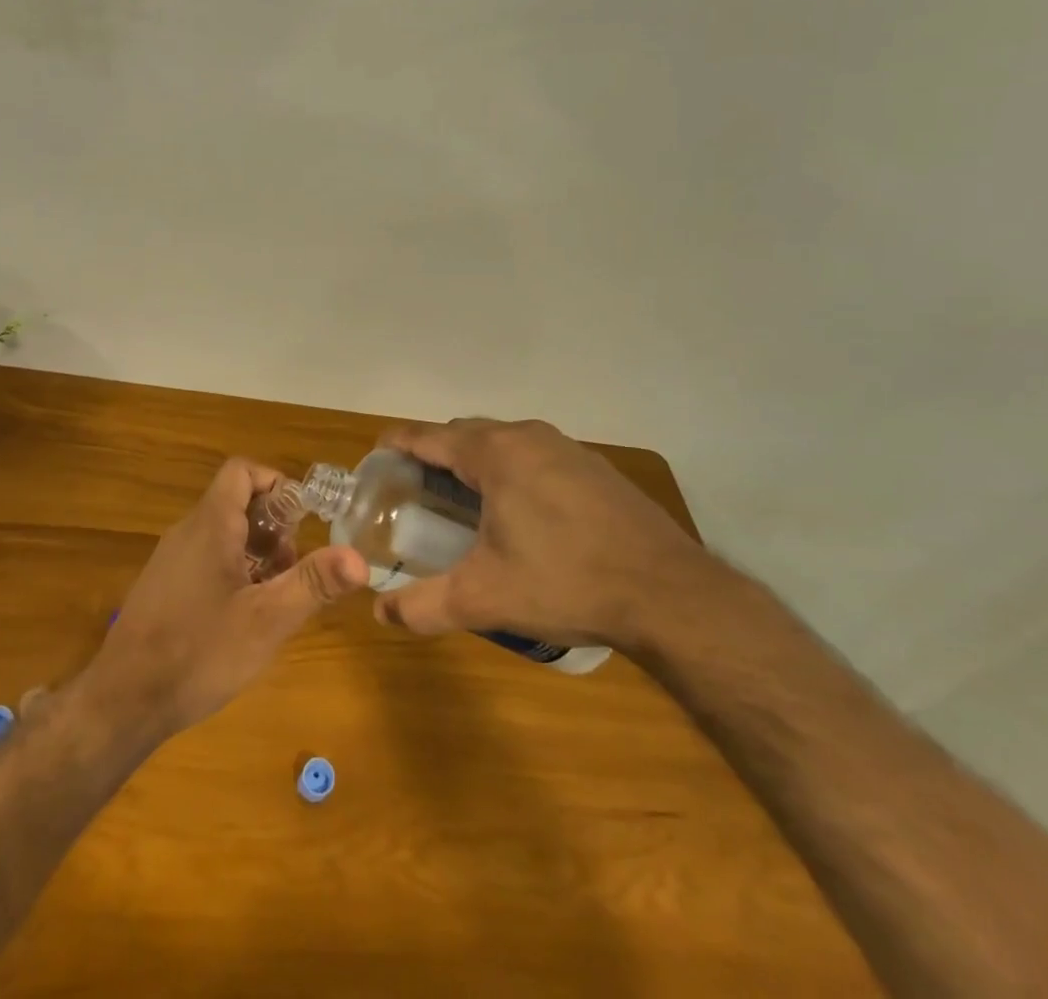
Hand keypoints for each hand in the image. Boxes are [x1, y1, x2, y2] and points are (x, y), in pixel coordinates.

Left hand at [82, 459, 368, 738]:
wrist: (124, 701)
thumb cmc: (200, 651)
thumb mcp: (267, 620)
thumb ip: (314, 584)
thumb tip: (360, 558)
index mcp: (211, 524)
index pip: (242, 472)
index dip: (276, 483)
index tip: (304, 519)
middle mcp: (187, 531)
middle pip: (236, 503)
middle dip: (274, 527)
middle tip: (297, 567)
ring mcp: (170, 559)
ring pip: (222, 535)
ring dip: (256, 553)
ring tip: (277, 594)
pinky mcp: (163, 587)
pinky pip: (205, 559)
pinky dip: (233, 571)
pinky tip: (244, 616)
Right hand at [371, 419, 714, 653]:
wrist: (671, 595)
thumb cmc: (566, 583)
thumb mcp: (484, 598)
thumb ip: (424, 605)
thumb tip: (380, 613)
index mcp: (495, 453)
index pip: (427, 435)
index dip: (395, 445)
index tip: (376, 463)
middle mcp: (528, 436)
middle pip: (463, 434)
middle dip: (434, 456)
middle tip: (416, 494)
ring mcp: (567, 448)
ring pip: (503, 443)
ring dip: (476, 464)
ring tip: (465, 506)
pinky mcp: (595, 468)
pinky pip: (536, 457)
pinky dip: (514, 473)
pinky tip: (524, 516)